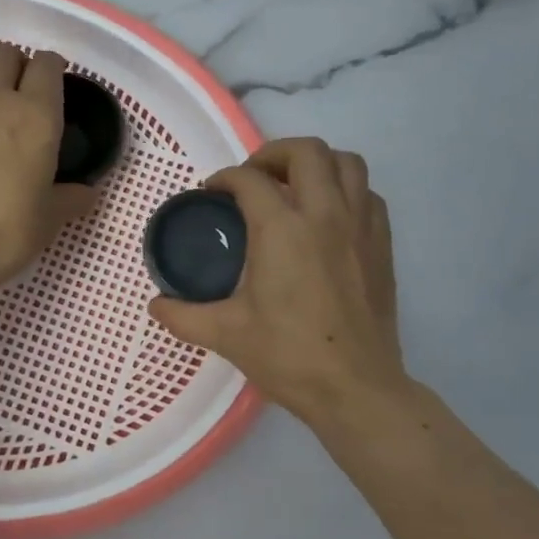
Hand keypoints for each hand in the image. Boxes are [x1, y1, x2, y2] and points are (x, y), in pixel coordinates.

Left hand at [0, 44, 98, 293]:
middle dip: (17, 63)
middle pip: (3, 53)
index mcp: (35, 114)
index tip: (59, 81)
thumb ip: (72, 197)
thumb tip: (86, 193)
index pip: (46, 64)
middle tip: (26, 90)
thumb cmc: (10, 229)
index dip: (54, 67)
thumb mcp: (51, 216)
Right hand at [149, 138, 405, 424]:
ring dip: (317, 163)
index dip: (226, 178)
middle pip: (307, 151)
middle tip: (255, 177)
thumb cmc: (289, 356)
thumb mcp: (226, 334)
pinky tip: (329, 214)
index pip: (250, 180)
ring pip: (347, 163)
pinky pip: (368, 194)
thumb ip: (183, 316)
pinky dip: (347, 190)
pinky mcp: (382, 245)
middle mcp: (325, 214)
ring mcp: (360, 226)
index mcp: (282, 229)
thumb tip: (155, 305)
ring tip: (295, 185)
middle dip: (274, 153)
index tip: (213, 192)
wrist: (356, 388)